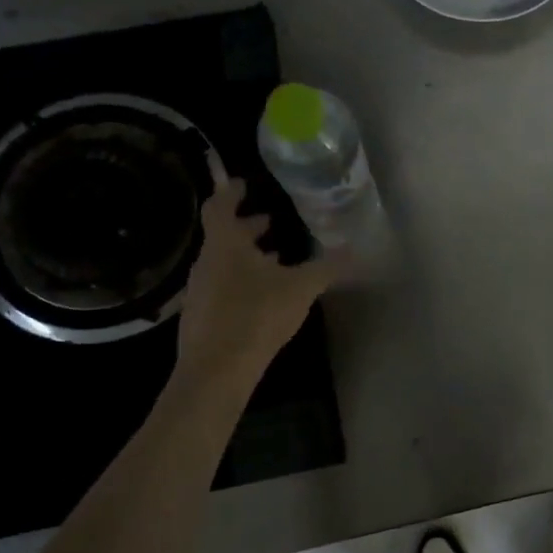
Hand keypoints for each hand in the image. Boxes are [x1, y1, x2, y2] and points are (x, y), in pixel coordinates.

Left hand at [172, 167, 336, 388]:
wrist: (217, 369)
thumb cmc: (257, 315)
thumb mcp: (301, 288)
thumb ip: (326, 267)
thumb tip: (353, 249)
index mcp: (225, 244)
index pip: (220, 206)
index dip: (231, 193)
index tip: (242, 183)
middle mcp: (207, 262)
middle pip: (222, 235)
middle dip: (245, 226)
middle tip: (268, 221)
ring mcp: (200, 290)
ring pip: (222, 262)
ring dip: (245, 255)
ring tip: (273, 258)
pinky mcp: (201, 316)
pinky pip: (221, 286)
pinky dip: (240, 279)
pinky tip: (261, 296)